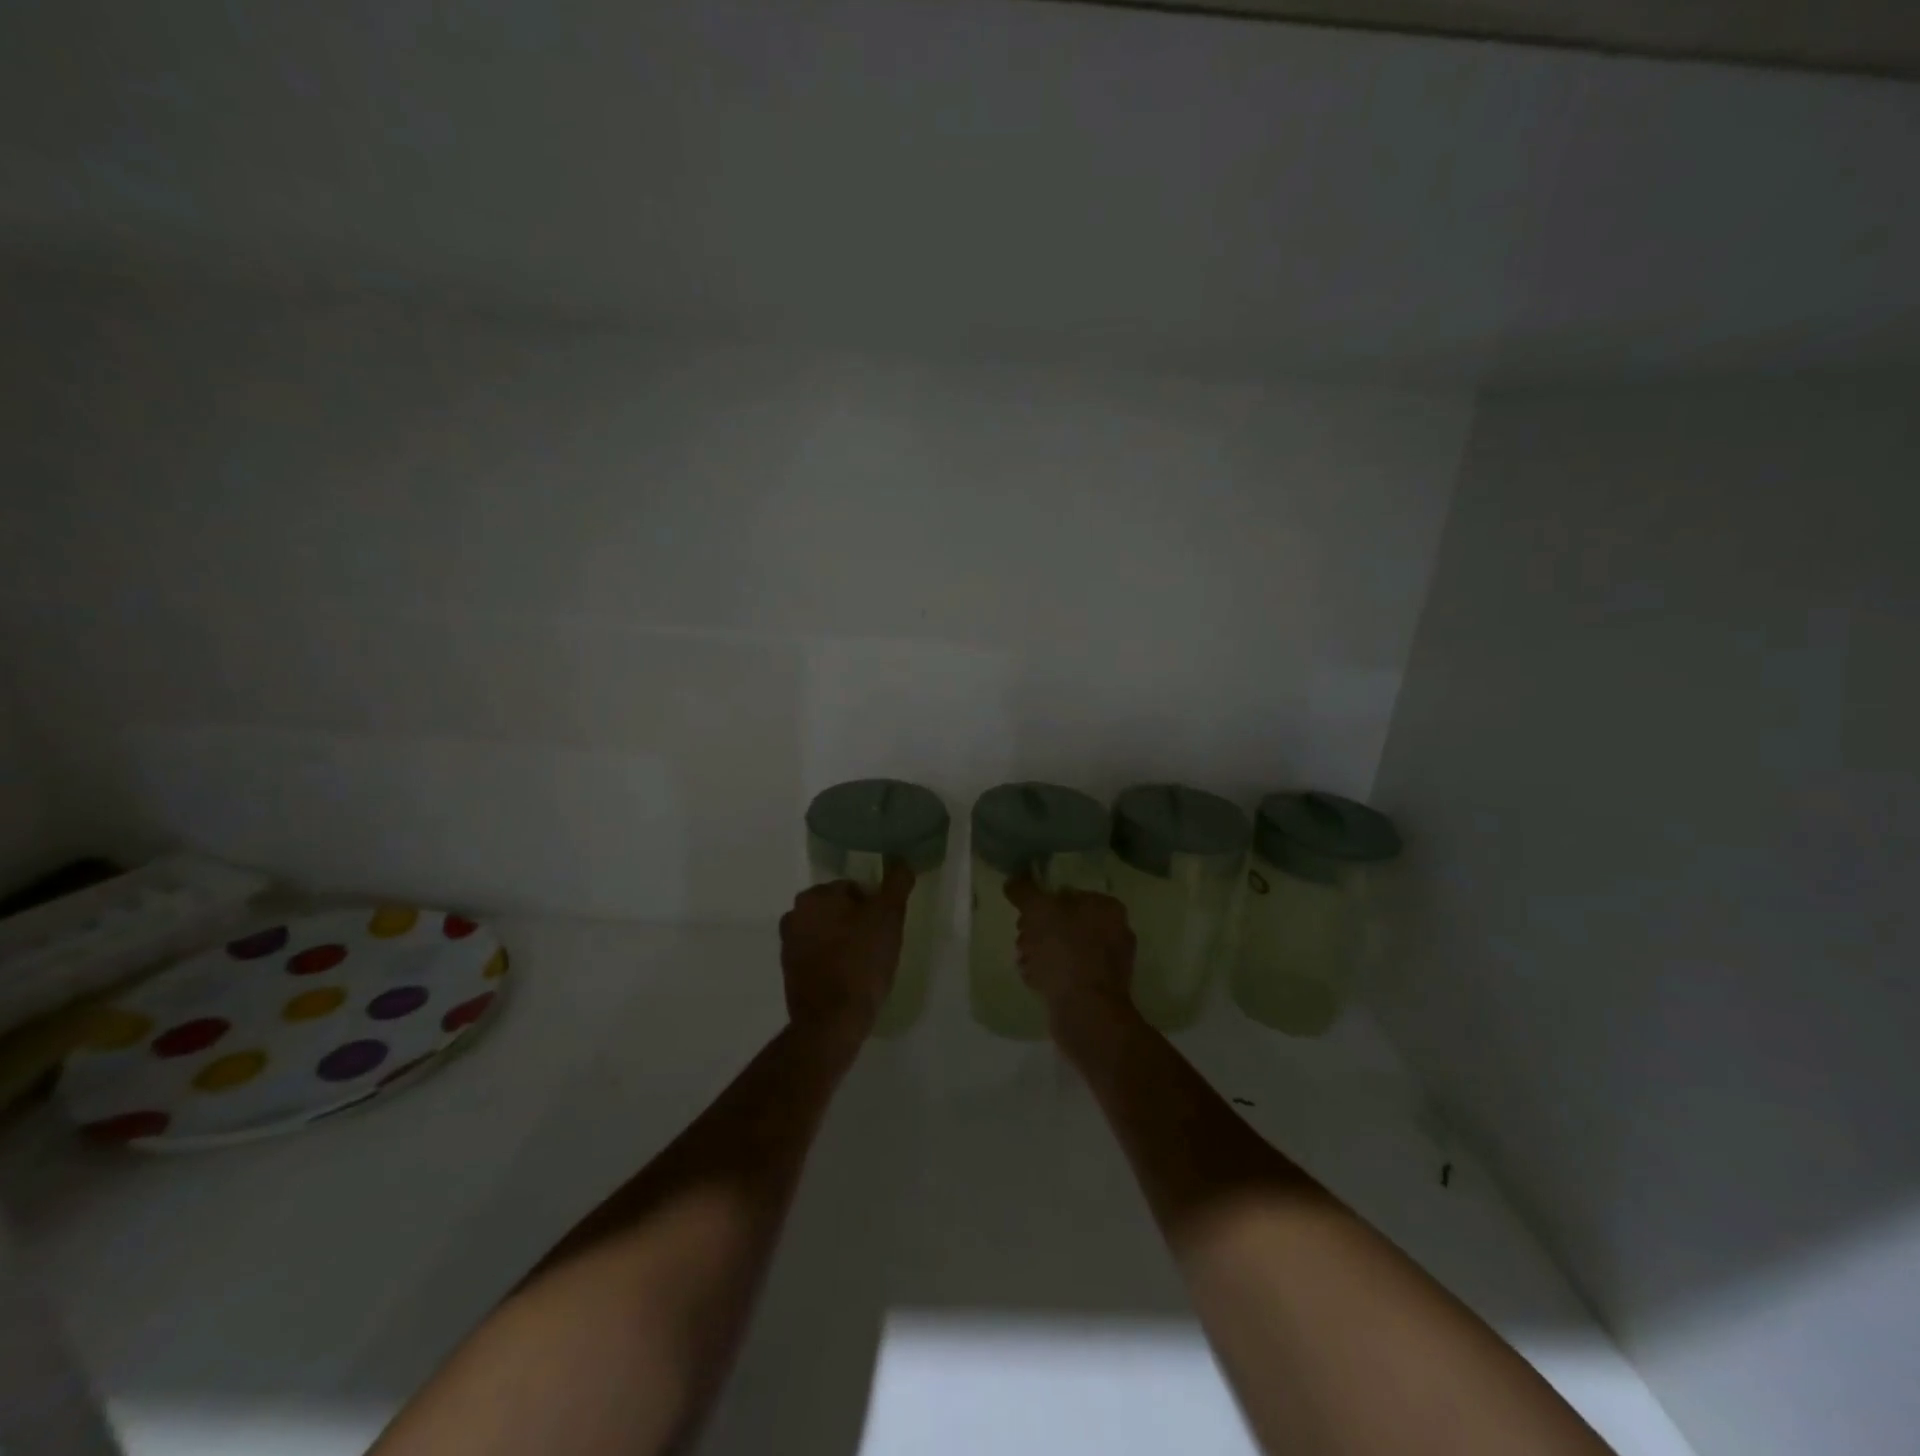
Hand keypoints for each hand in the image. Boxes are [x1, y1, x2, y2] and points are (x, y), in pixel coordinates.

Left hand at [779, 862, 913, 1042]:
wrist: (832, 1021)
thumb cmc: (862, 962)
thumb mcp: (889, 917)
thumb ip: (897, 883)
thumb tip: (901, 860)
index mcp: (815, 896)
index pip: (853, 888)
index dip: (874, 906)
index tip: (885, 928)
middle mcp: (795, 914)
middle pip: (838, 910)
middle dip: (857, 922)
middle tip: (878, 945)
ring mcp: (788, 946)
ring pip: (827, 932)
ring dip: (844, 941)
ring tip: (866, 964)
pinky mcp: (789, 973)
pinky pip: (818, 956)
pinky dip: (832, 961)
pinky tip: (850, 979)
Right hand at [1004, 876, 1136, 1033]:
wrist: (1086, 1013)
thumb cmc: (1065, 953)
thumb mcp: (1039, 912)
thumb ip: (1025, 891)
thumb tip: (1013, 880)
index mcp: (1107, 907)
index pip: (1067, 894)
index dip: (1041, 904)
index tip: (1023, 918)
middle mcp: (1115, 932)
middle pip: (1065, 922)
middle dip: (1037, 931)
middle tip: (1022, 940)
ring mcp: (1109, 964)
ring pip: (1064, 949)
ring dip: (1040, 953)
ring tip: (1025, 963)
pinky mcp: (1098, 990)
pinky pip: (1068, 973)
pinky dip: (1050, 974)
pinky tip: (1034, 981)